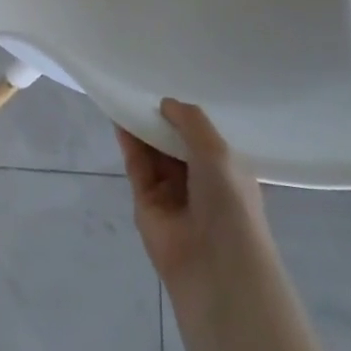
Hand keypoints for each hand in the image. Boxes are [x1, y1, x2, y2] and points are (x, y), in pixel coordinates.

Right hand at [115, 99, 272, 290]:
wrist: (214, 265)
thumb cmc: (229, 202)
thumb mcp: (218, 151)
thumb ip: (190, 121)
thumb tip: (166, 103)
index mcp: (227, 171)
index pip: (206, 138)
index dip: (190, 117)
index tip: (175, 85)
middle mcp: (200, 181)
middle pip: (176, 143)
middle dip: (163, 119)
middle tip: (146, 85)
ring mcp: (172, 193)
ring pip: (154, 153)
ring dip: (143, 127)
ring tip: (128, 95)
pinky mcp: (146, 203)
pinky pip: (137, 166)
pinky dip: (129, 143)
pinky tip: (120, 118)